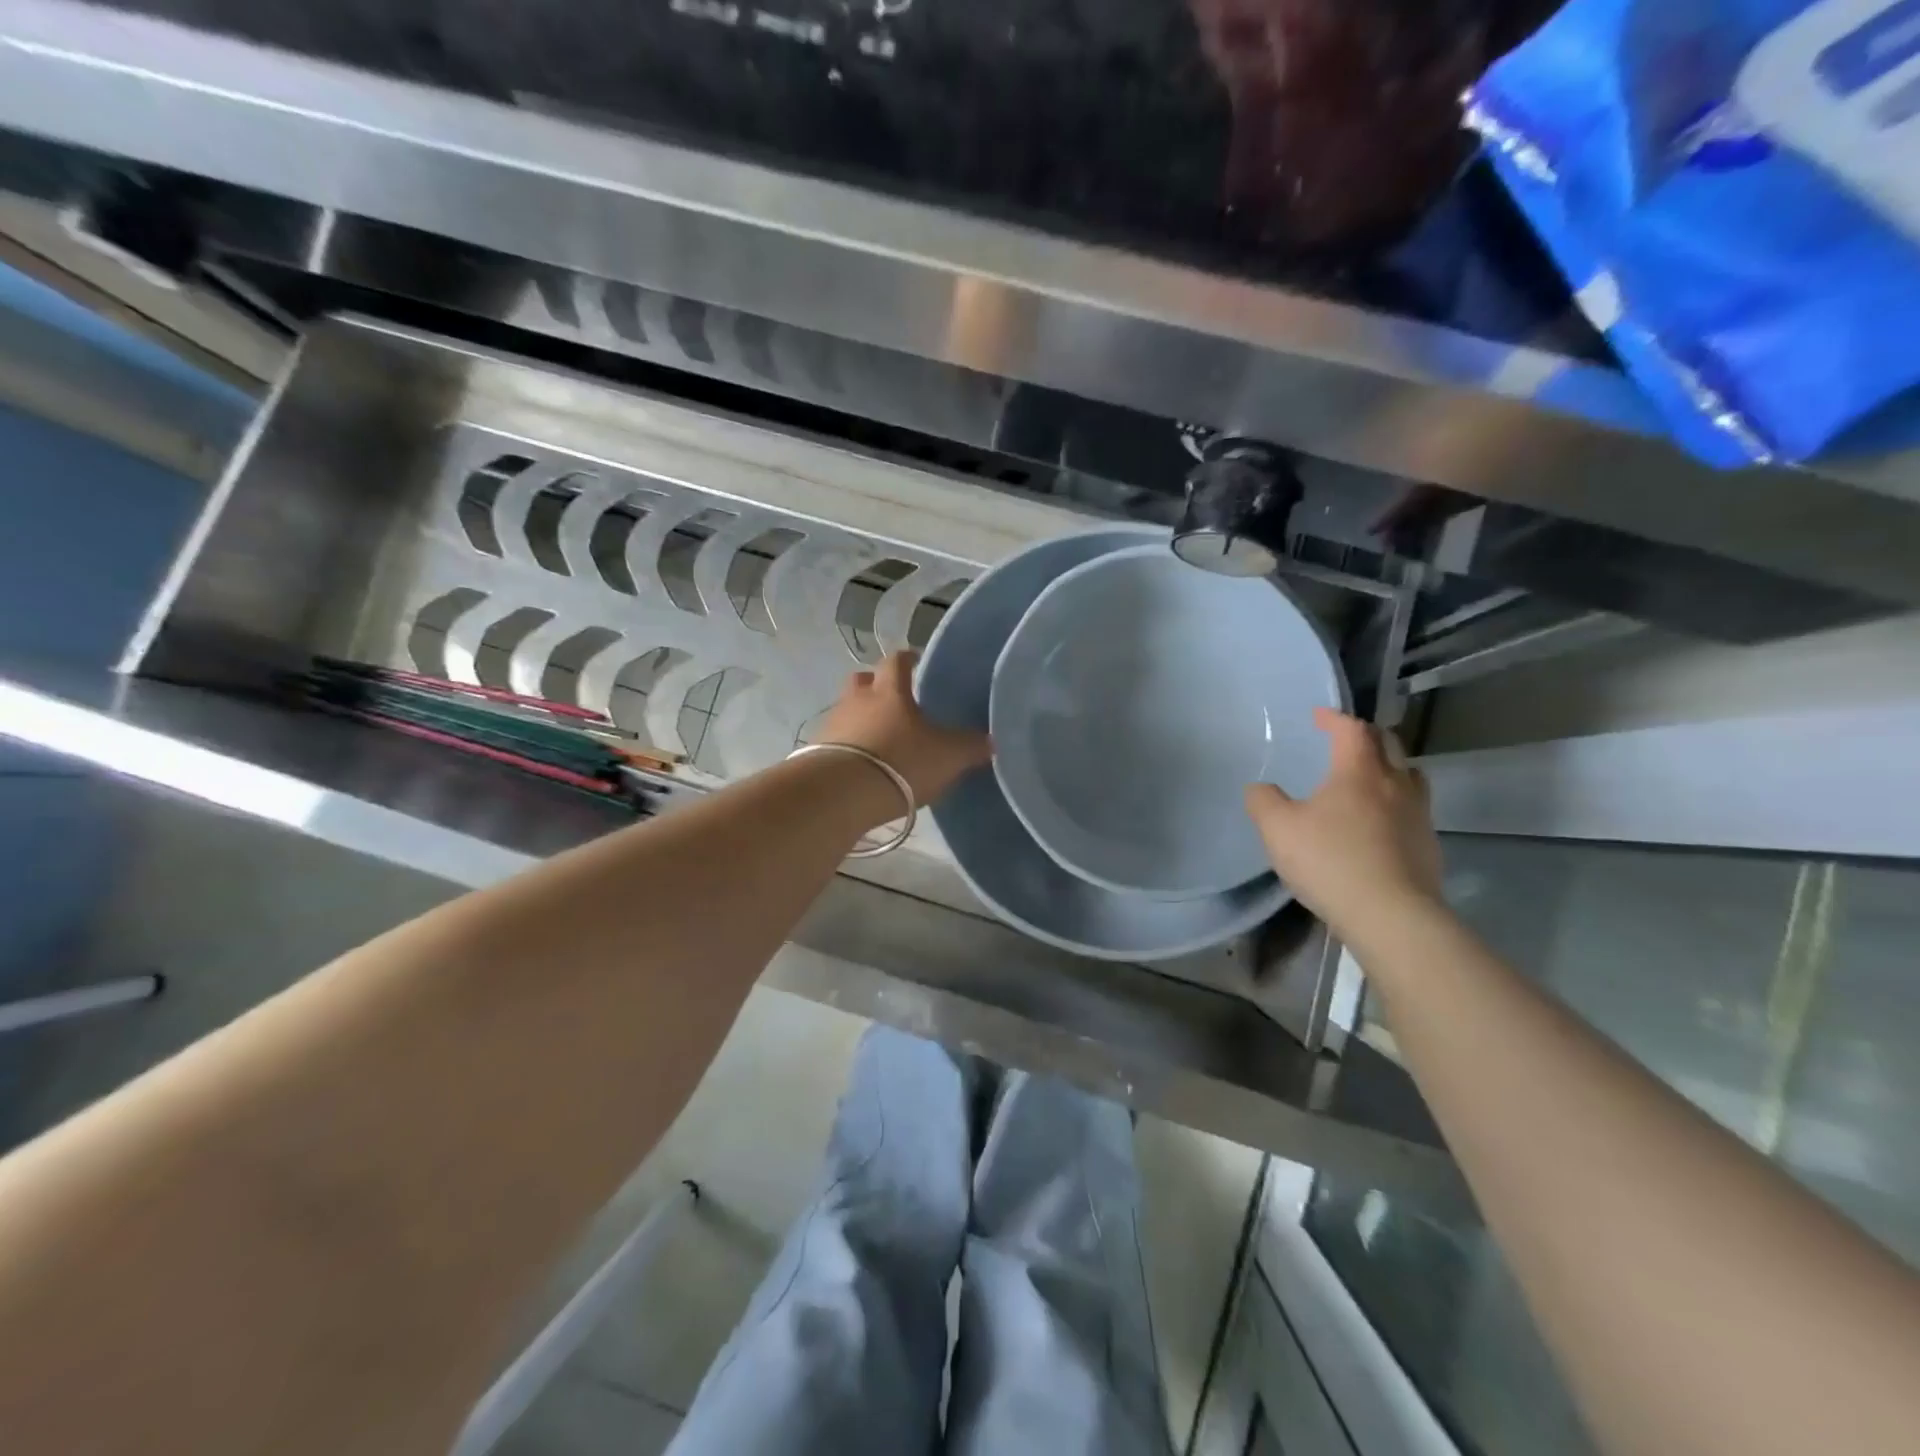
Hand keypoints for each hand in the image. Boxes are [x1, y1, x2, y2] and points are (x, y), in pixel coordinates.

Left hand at [814, 651, 992, 805]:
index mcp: (890, 690)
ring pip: (847, 711)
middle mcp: (857, 699)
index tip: (917, 661)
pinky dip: (849, 747)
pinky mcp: (816, 753)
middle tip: (895, 701)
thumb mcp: (948, 756)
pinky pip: (836, 741)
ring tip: (880, 740)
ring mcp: (833, 725)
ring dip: (861, 719)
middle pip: (864, 681)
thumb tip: (990, 741)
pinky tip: (862, 765)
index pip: (897, 661)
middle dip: (877, 686)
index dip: (907, 658)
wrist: (843, 794)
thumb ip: (970, 746)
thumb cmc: (901, 761)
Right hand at [1244, 707, 1443, 939]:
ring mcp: (1418, 815)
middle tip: (1346, 739)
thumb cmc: (1331, 861)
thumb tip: (1260, 788)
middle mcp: (1395, 784)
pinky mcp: (1428, 846)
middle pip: (1389, 744)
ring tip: (1370, 776)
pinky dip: (1396, 802)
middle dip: (1367, 735)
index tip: (1319, 716)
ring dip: (1390, 766)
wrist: (1391, 915)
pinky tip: (1379, 822)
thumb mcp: (1278, 829)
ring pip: (1410, 775)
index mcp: (1359, 772)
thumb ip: (1263, 802)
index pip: (1351, 730)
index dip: (1334, 718)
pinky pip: (1414, 809)